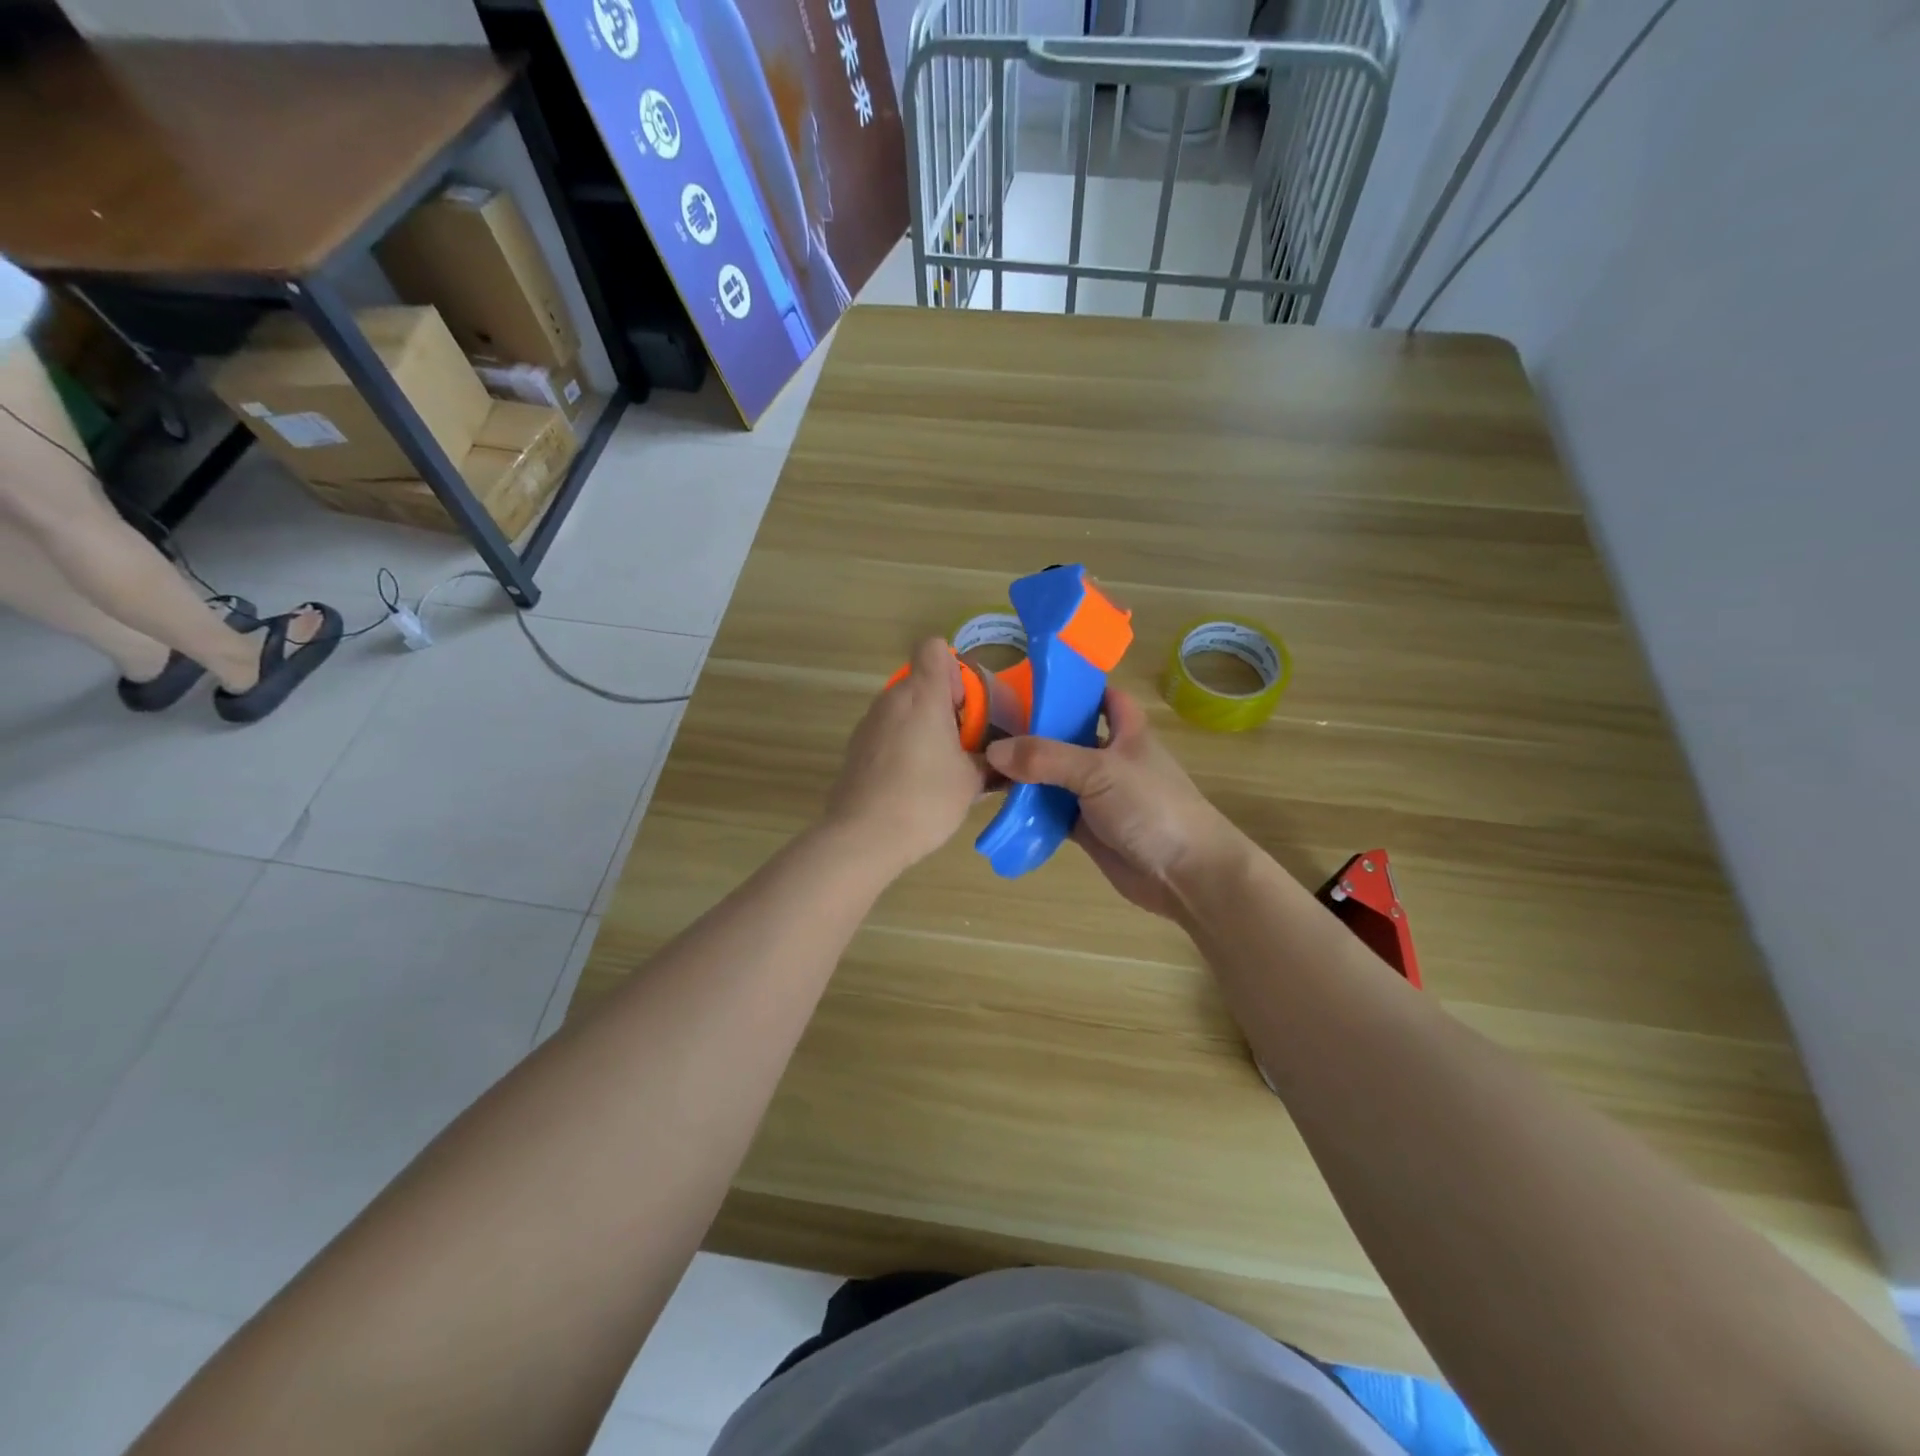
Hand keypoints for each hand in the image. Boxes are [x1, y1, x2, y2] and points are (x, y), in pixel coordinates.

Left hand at [824, 638, 988, 871]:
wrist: (863, 837)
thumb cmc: (925, 800)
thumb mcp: (971, 782)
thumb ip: (989, 761)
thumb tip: (1001, 761)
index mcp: (923, 695)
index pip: (934, 647)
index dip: (955, 668)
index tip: (966, 705)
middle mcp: (891, 699)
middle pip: (921, 680)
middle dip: (945, 704)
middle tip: (963, 743)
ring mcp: (869, 723)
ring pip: (904, 708)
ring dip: (924, 726)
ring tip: (939, 767)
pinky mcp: (855, 748)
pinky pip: (887, 732)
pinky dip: (903, 745)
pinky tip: (912, 783)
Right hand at [986, 688, 1245, 919]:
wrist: (1185, 874)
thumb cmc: (1151, 807)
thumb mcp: (1098, 771)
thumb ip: (1045, 758)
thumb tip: (993, 750)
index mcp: (1126, 731)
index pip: (1103, 696)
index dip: (1075, 687)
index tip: (1032, 683)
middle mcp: (1110, 758)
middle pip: (1068, 737)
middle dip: (1033, 732)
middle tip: (988, 726)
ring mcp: (1098, 795)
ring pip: (1055, 776)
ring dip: (1025, 774)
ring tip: (982, 766)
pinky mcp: (1088, 828)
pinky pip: (1052, 812)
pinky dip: (1030, 810)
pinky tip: (1000, 805)